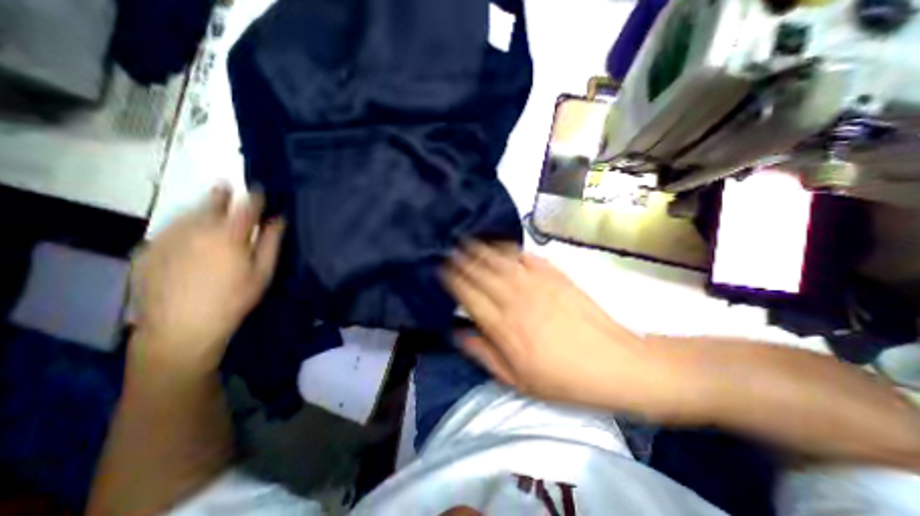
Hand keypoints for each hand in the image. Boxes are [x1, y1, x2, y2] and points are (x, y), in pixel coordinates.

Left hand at [130, 185, 284, 374]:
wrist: (182, 327)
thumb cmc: (234, 298)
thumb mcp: (262, 272)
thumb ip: (271, 242)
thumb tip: (278, 219)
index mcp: (229, 235)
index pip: (245, 207)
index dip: (255, 197)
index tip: (260, 189)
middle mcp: (196, 229)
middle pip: (212, 204)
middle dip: (223, 195)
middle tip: (227, 187)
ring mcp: (168, 238)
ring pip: (188, 214)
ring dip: (202, 208)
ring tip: (210, 204)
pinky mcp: (149, 249)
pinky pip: (170, 229)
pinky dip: (183, 225)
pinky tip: (189, 232)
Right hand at [446, 242, 674, 415]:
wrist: (612, 363)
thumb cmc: (561, 378)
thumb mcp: (517, 380)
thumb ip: (484, 354)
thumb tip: (458, 333)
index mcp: (502, 326)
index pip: (468, 295)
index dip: (453, 280)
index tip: (442, 269)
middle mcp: (514, 299)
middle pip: (481, 272)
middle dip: (462, 259)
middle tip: (450, 249)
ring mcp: (536, 283)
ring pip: (500, 260)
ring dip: (481, 249)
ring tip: (468, 240)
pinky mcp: (554, 275)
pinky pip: (526, 257)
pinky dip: (510, 249)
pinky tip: (501, 245)